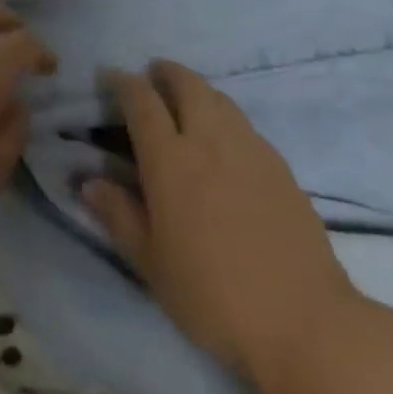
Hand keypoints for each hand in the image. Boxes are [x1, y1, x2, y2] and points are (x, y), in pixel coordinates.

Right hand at [83, 61, 363, 393]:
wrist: (303, 321)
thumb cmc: (214, 297)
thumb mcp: (152, 264)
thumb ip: (119, 215)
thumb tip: (89, 181)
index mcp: (171, 160)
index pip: (142, 102)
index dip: (123, 82)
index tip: (111, 77)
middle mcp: (209, 140)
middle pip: (187, 84)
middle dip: (166, 72)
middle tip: (152, 76)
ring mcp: (250, 148)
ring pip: (219, 98)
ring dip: (196, 89)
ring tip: (186, 102)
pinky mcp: (280, 164)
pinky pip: (243, 123)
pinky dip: (224, 115)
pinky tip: (223, 141)